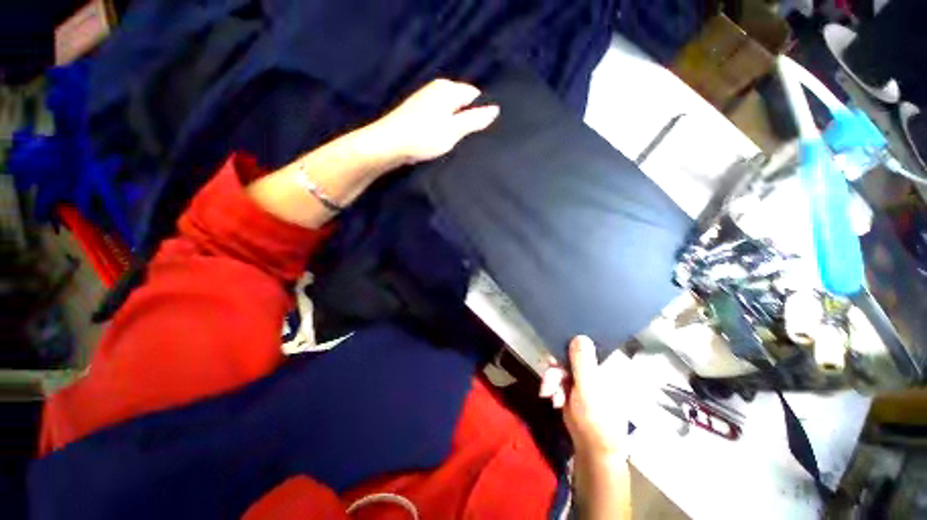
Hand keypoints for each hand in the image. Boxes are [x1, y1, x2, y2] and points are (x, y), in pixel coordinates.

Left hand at [368, 79, 499, 164]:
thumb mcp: (454, 130)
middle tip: (470, 140)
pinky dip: (443, 127)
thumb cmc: (424, 136)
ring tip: (456, 142)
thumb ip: (475, 119)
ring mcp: (425, 99)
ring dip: (454, 125)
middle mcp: (436, 88)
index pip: (475, 95)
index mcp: (448, 88)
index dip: (480, 112)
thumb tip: (495, 109)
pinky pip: (438, 117)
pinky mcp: (417, 112)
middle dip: (467, 119)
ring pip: (450, 111)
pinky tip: (441, 141)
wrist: (389, 144)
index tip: (482, 131)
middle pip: (462, 102)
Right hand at [540, 336, 628, 457]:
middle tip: (549, 379)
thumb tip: (580, 335)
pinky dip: (553, 386)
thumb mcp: (589, 389)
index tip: (556, 350)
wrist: (592, 447)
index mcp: (608, 365)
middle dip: (556, 368)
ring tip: (549, 394)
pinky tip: (553, 399)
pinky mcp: (573, 384)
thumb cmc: (597, 419)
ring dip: (552, 379)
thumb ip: (583, 363)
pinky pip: (558, 376)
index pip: (588, 343)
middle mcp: (596, 367)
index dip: (571, 342)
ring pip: (561, 365)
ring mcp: (584, 376)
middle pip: (570, 354)